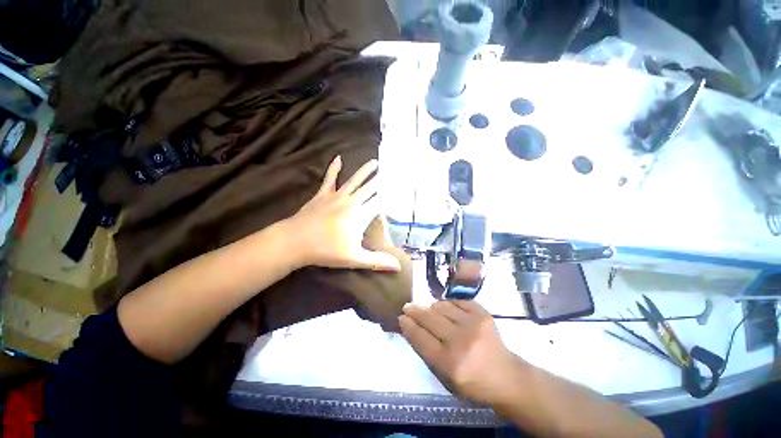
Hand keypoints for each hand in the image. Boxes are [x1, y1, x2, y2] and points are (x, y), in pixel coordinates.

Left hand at [283, 156, 400, 271]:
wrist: (295, 241)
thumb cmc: (326, 251)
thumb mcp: (354, 258)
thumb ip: (377, 261)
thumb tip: (398, 267)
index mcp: (360, 215)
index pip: (381, 203)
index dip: (391, 198)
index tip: (401, 191)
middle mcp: (352, 201)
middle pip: (371, 188)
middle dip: (382, 180)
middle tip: (393, 170)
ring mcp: (336, 196)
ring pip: (355, 180)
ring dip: (365, 171)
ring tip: (375, 162)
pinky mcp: (323, 194)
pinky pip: (330, 178)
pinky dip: (334, 168)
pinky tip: (338, 158)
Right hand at [399, 300, 528, 406]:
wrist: (507, 377)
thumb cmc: (473, 382)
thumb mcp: (446, 378)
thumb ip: (427, 352)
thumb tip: (412, 326)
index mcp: (449, 363)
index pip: (421, 338)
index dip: (408, 325)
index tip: (401, 317)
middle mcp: (460, 341)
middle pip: (429, 319)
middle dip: (415, 311)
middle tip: (408, 307)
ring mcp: (473, 324)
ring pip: (441, 306)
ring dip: (433, 308)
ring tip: (432, 312)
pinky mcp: (483, 314)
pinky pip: (457, 301)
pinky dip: (449, 305)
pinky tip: (449, 310)